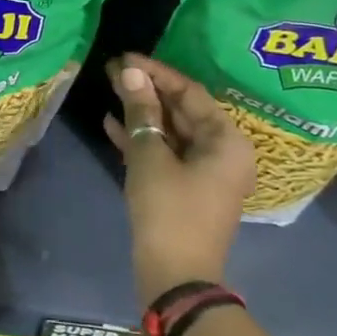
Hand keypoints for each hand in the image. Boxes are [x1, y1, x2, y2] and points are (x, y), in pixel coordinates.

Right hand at [104, 54, 255, 307]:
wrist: (175, 278)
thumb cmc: (168, 211)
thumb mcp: (150, 157)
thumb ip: (142, 113)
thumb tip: (132, 73)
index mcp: (226, 141)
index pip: (189, 93)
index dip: (156, 73)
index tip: (125, 57)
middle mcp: (222, 152)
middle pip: (181, 111)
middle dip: (146, 90)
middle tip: (113, 69)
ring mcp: (204, 173)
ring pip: (170, 132)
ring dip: (141, 113)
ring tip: (110, 88)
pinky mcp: (184, 189)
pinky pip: (165, 154)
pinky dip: (141, 139)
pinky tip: (111, 123)